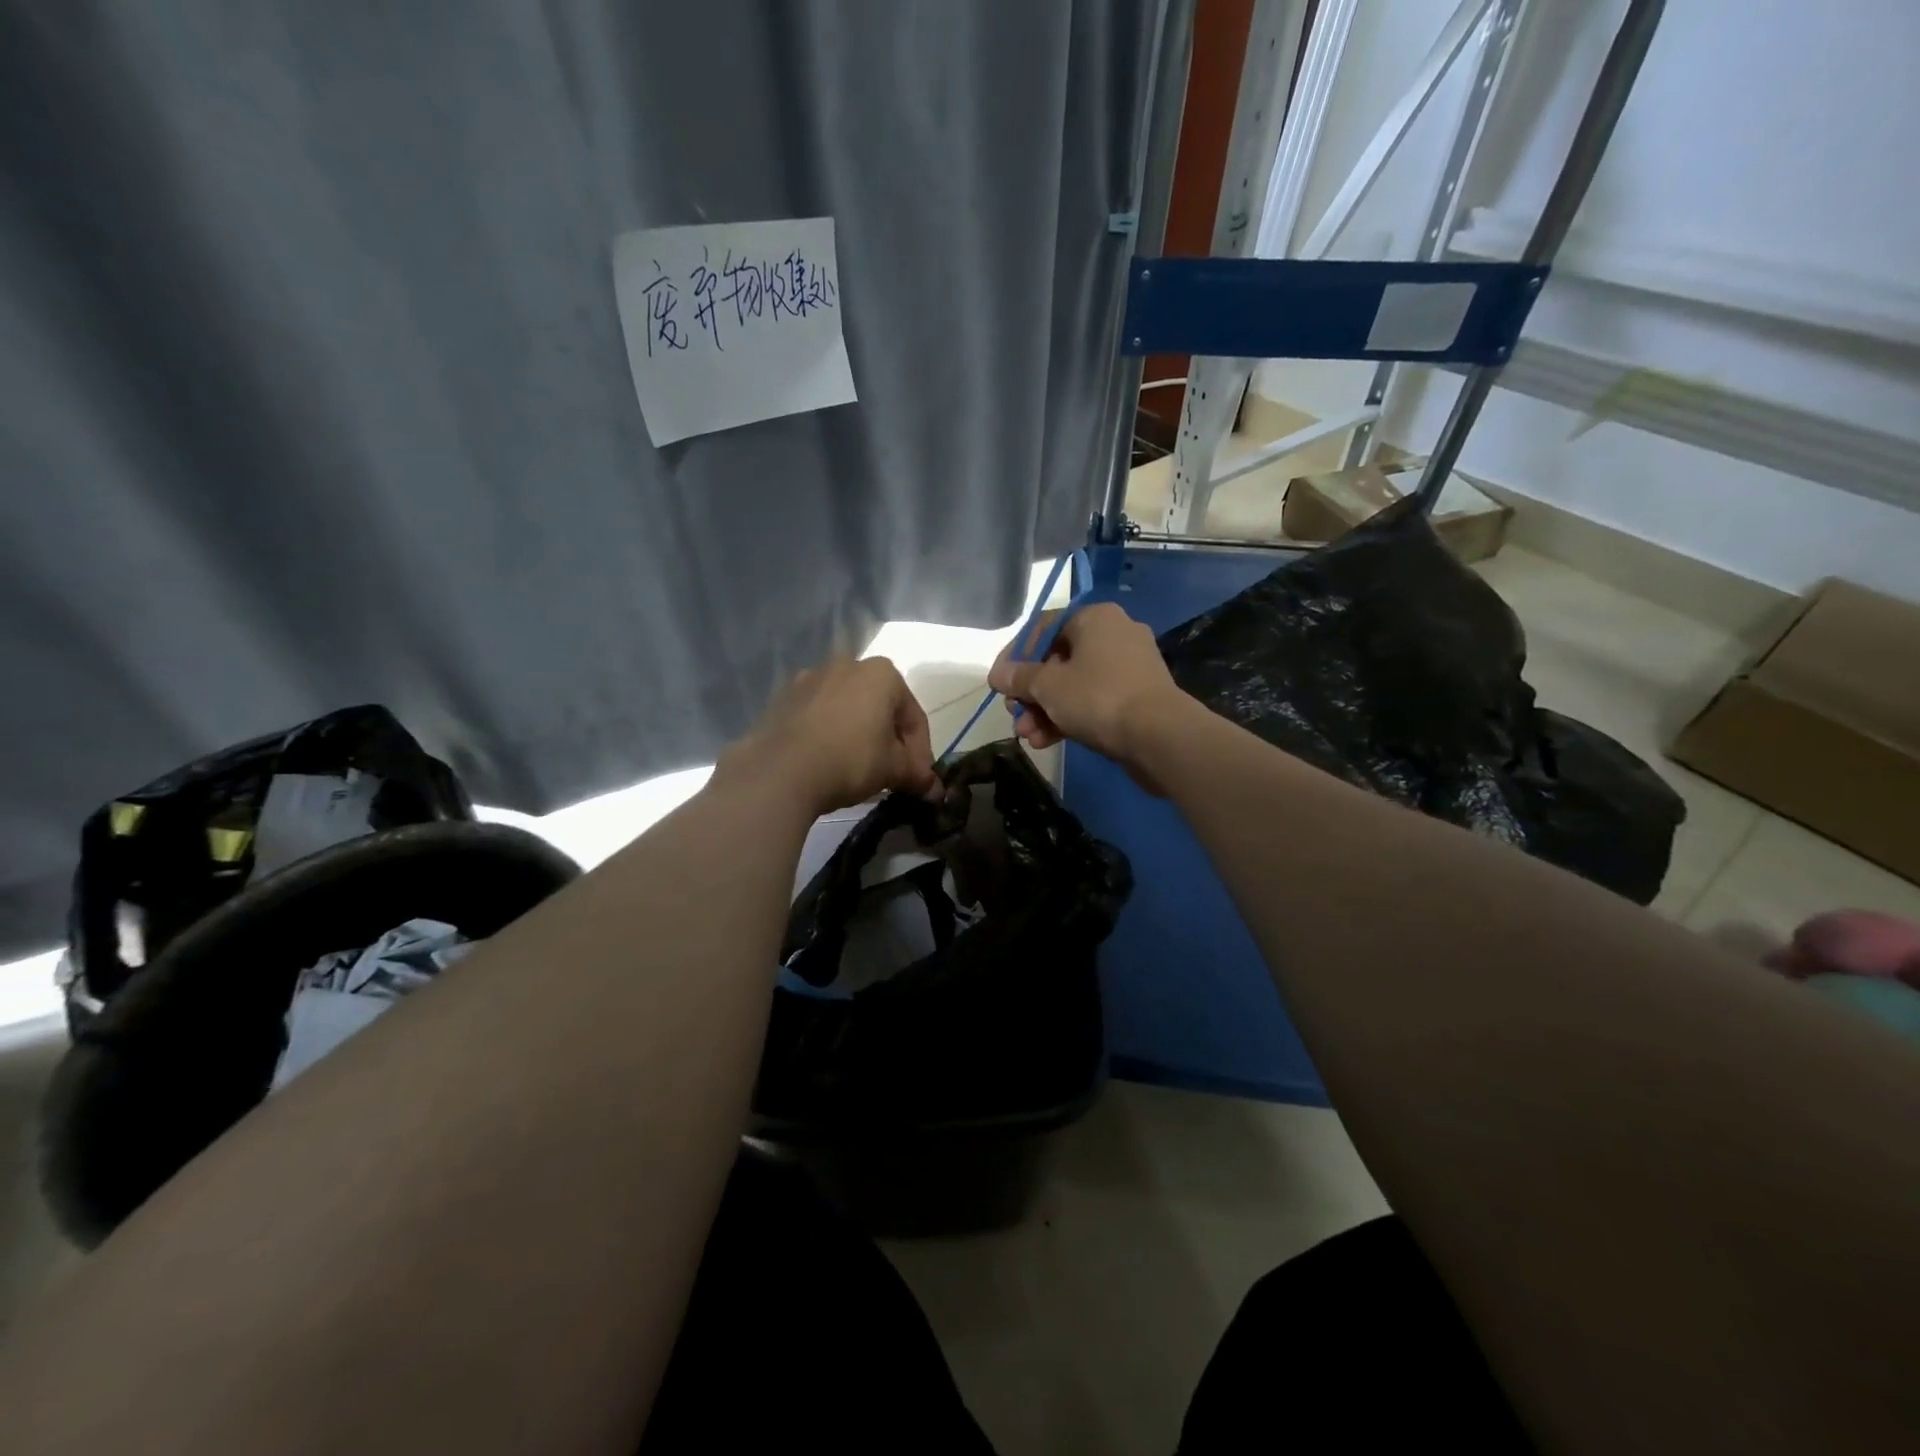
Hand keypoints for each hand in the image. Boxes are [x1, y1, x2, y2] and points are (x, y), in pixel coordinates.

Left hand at [722, 656, 939, 816]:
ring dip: (859, 736)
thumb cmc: (851, 760)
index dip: (921, 752)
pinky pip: (818, 717)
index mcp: (882, 673)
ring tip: (858, 771)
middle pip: (881, 708)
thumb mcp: (893, 770)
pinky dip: (829, 734)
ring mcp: (810, 678)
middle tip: (891, 775)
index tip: (918, 780)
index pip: (913, 716)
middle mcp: (847, 664)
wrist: (780, 772)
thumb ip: (917, 775)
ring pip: (848, 710)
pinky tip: (827, 762)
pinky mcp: (783, 698)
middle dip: (890, 741)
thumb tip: (936, 791)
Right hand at [987, 602, 1194, 775]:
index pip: (1043, 628)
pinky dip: (1070, 717)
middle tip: (1015, 715)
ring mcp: (1129, 667)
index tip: (999, 683)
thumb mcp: (1048, 686)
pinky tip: (1048, 741)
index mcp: (1094, 618)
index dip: (1015, 656)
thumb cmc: (1098, 697)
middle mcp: (1114, 634)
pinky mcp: (1138, 697)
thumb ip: (1019, 677)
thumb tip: (998, 674)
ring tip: (1029, 736)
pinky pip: (1094, 701)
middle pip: (1057, 660)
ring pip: (1074, 685)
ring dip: (1046, 711)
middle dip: (1031, 693)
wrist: (1159, 736)